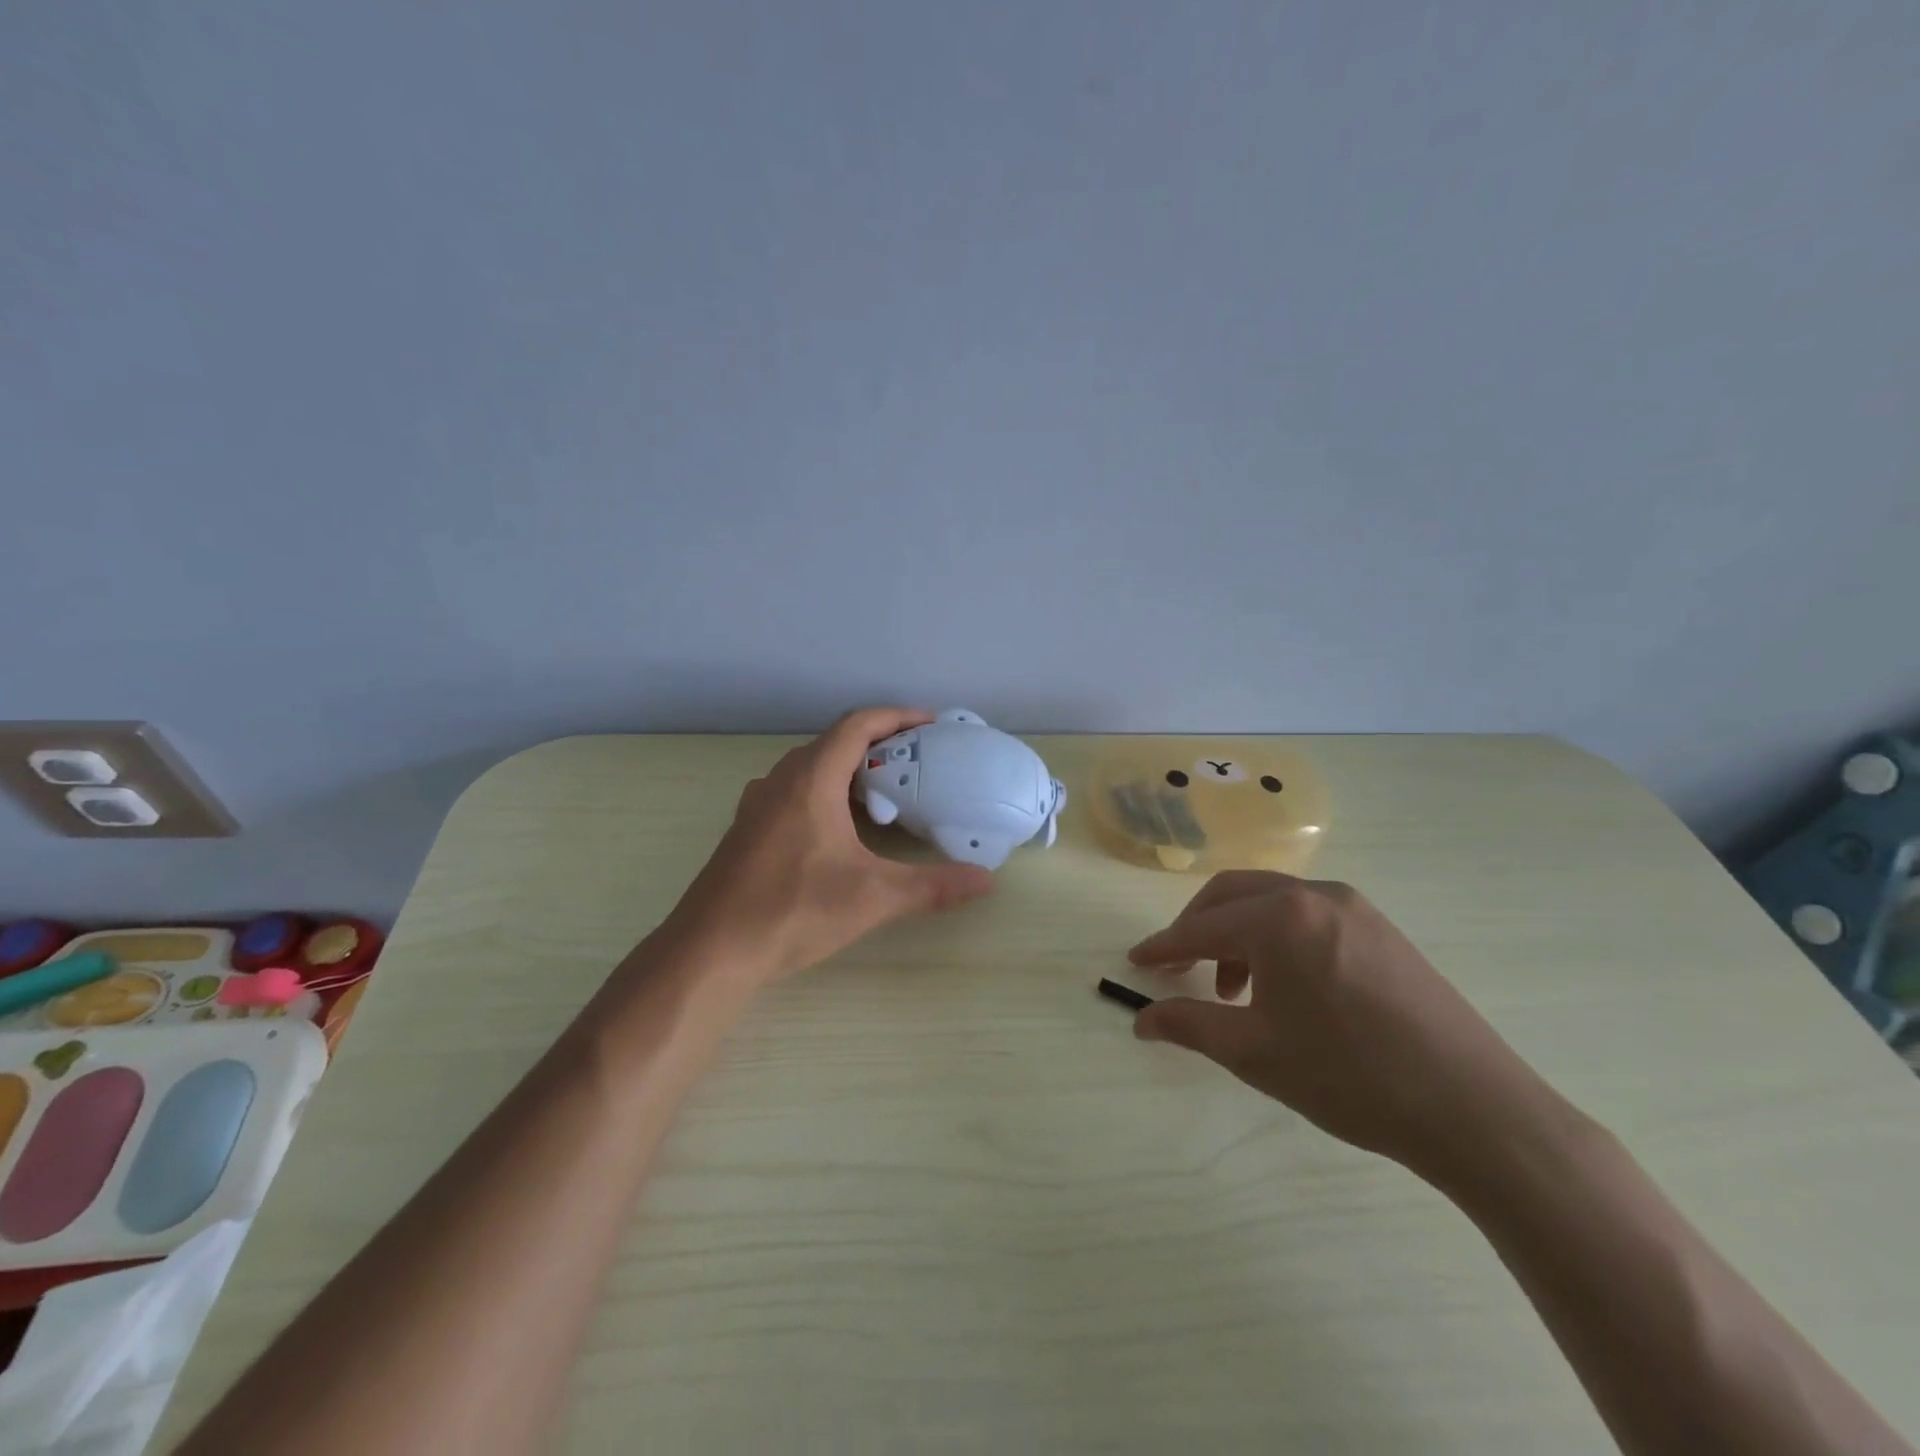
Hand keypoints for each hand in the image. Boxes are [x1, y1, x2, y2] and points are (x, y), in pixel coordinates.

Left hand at [658, 707, 995, 987]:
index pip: (857, 725)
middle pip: (835, 742)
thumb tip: (987, 880)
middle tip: (918, 761)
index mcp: (811, 780)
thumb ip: (933, 886)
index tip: (931, 724)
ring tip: (887, 790)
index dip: (896, 716)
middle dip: (879, 743)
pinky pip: (795, 790)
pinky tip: (842, 827)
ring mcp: (758, 804)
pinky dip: (827, 791)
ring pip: (812, 767)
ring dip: (850, 768)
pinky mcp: (748, 828)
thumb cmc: (792, 911)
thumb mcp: (873, 898)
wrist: (710, 951)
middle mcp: (781, 780)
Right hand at [1129, 871, 1555, 1185]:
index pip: (1201, 927)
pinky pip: (1308, 915)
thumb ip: (1189, 1025)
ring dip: (1238, 933)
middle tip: (1179, 968)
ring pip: (1272, 901)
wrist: (1475, 1110)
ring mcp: (1355, 907)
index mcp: (1279, 919)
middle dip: (1197, 928)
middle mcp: (1314, 895)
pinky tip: (1286, 985)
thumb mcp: (1255, 1053)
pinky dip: (1277, 936)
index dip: (1163, 947)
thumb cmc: (1350, 1078)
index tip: (1137, 962)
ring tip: (1235, 990)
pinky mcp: (1382, 928)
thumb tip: (1142, 1019)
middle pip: (1233, 894)